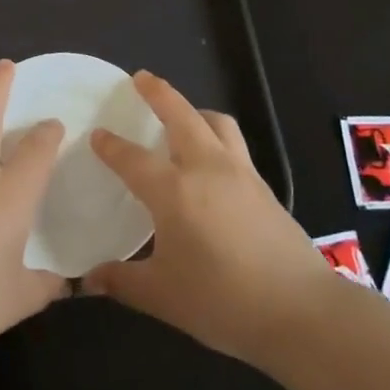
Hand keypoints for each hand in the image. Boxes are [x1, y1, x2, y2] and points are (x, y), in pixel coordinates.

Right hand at [84, 71, 336, 368]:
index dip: (111, 146)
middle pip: (181, 115)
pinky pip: (235, 144)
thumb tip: (89, 280)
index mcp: (174, 190)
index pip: (133, 158)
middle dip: (159, 93)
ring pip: (216, 123)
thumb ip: (122, 281)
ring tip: (182, 115)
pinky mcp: (264, 187)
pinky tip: (212, 161)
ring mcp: (241, 173)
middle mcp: (206, 168)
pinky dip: (217, 136)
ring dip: (195, 110)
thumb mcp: (162, 296)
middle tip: (141, 78)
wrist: (300, 311)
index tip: (97, 134)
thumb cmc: (222, 301)